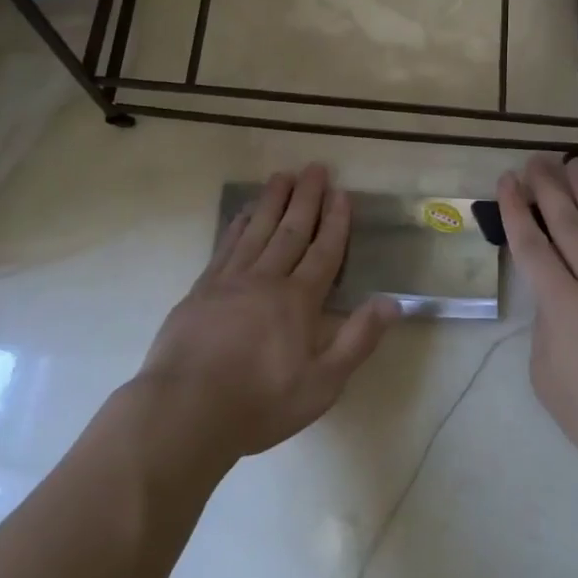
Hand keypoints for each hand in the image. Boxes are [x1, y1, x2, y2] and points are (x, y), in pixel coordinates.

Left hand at [137, 164, 395, 465]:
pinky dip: (238, 225)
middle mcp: (266, 279)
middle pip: (291, 230)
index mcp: (298, 301)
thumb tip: (392, 302)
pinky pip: (226, 246)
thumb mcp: (322, 384)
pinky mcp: (202, 289)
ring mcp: (230, 280)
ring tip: (283, 175)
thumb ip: (357, 340)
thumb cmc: (260, 403)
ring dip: (273, 201)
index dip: (335, 222)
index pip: (324, 252)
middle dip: (306, 198)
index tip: (341, 192)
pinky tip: (244, 213)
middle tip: (315, 167)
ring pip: (258, 230)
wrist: (185, 410)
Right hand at [500, 155, 577, 494]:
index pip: (532, 245)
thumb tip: (557, 303)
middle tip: (537, 159)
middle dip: (548, 189)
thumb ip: (546, 326)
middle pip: (568, 226)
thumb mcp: (545, 373)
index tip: (506, 179)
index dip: (515, 210)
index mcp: (562, 304)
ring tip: (576, 163)